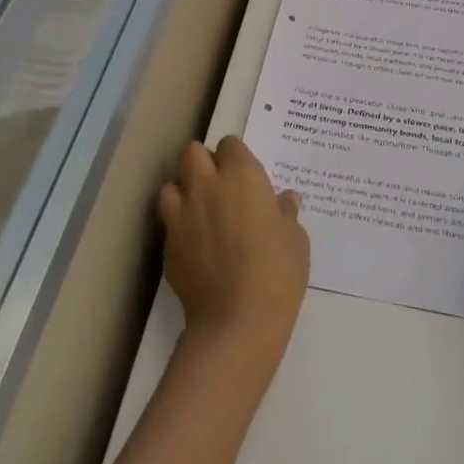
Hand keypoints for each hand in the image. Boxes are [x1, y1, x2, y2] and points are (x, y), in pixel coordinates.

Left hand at [158, 136, 308, 377]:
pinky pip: (168, 221)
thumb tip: (285, 199)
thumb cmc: (277, 271)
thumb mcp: (295, 239)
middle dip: (203, 162)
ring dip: (184, 191)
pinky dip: (178, 225)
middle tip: (220, 185)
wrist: (236, 319)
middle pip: (192, 152)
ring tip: (200, 211)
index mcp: (242, 177)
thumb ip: (285, 212)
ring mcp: (181, 214)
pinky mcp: (167, 243)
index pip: (230, 144)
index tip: (246, 173)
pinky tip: (195, 245)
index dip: (236, 156)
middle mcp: (206, 186)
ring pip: (171, 184)